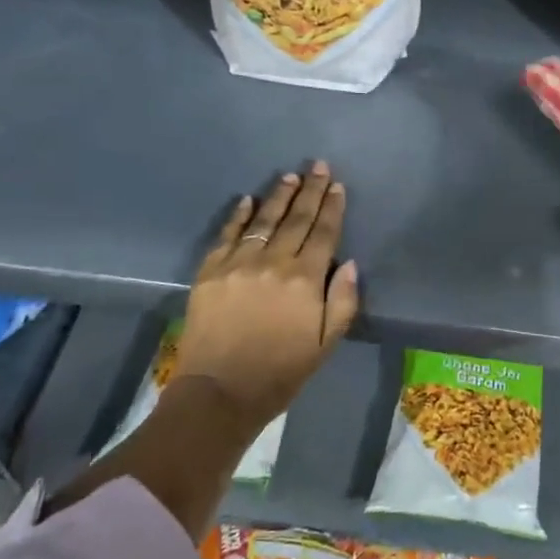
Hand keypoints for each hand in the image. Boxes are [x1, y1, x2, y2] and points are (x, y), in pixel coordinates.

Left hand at [173, 161, 358, 422]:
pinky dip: (238, 216)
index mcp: (305, 280)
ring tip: (289, 176)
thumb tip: (350, 264)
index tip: (336, 185)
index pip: (323, 233)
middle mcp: (273, 263)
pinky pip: (227, 236)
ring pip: (263, 221)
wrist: (220, 393)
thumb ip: (343, 302)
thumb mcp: (326, 344)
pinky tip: (247, 200)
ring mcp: (238, 265)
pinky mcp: (210, 273)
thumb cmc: (281, 372)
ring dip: (278, 196)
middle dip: (309, 191)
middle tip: (317, 165)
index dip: (331, 208)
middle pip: (296, 219)